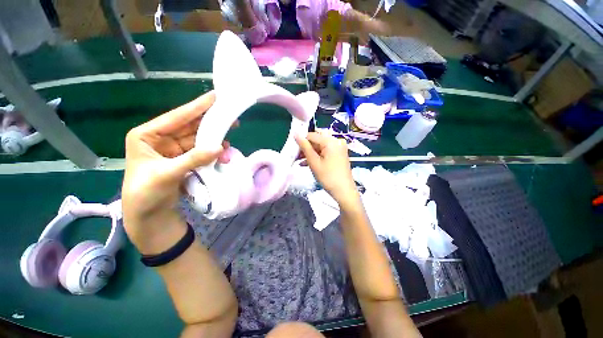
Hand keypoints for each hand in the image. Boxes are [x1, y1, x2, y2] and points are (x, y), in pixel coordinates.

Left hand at [122, 91, 227, 249]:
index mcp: (147, 135)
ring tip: (229, 143)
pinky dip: (213, 152)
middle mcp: (161, 139)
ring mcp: (174, 150)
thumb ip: (193, 159)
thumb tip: (221, 148)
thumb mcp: (167, 174)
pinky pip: (202, 151)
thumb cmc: (146, 193)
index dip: (196, 106)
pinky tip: (223, 154)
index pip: (176, 117)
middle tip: (230, 118)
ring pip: (198, 139)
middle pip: (190, 126)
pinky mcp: (184, 159)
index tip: (215, 96)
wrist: (148, 215)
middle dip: (210, 123)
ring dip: (215, 141)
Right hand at [295, 132, 358, 206]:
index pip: (312, 135)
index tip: (293, 150)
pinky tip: (307, 163)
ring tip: (299, 161)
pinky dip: (317, 156)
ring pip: (320, 146)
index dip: (301, 141)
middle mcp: (336, 141)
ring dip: (310, 153)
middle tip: (296, 156)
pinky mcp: (339, 154)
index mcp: (331, 141)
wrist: (344, 191)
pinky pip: (325, 151)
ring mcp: (339, 147)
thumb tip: (295, 133)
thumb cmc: (328, 177)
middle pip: (317, 140)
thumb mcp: (314, 162)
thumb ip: (304, 147)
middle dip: (306, 148)